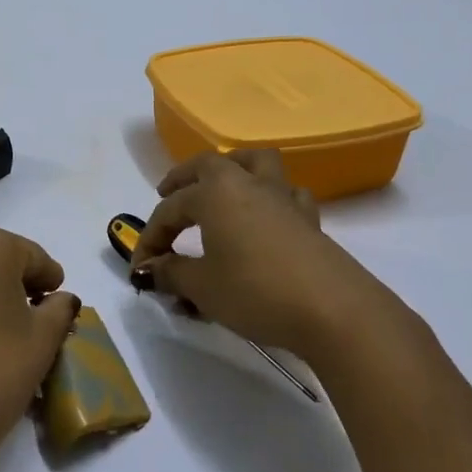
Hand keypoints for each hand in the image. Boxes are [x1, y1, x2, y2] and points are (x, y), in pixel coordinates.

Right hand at [130, 151, 385, 359]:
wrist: (331, 309)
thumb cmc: (255, 291)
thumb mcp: (203, 287)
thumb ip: (172, 273)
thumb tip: (151, 269)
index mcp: (215, 193)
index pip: (170, 210)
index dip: (150, 238)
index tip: (140, 270)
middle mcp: (248, 184)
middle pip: (210, 165)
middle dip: (184, 178)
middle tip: (167, 193)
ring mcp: (283, 198)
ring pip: (256, 163)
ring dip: (233, 167)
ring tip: (220, 185)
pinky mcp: (309, 219)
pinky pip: (286, 194)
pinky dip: (271, 197)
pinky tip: (266, 216)